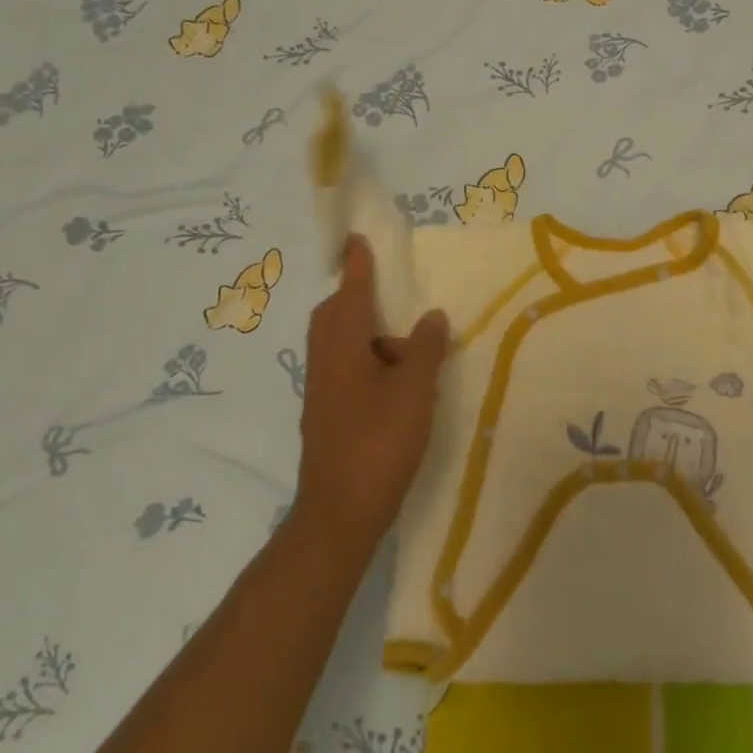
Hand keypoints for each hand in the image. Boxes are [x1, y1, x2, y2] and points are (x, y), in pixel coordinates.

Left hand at [292, 236, 449, 560]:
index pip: (350, 293)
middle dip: (355, 297)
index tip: (357, 239)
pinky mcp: (327, 416)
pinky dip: (366, 360)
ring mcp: (322, 392)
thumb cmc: (379, 443)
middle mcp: (325, 363)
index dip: (357, 265)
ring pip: (338, 345)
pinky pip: (344, 369)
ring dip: (365, 333)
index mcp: (342, 348)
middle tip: (387, 294)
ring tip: (407, 347)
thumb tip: (430, 315)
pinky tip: (395, 383)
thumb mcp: (414, 391)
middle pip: (333, 316)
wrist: (339, 513)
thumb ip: (424, 348)